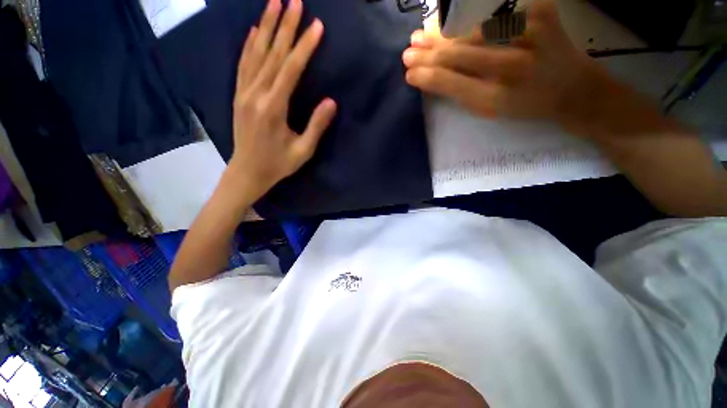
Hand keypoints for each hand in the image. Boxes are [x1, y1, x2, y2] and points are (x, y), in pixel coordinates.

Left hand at [228, 0, 336, 199]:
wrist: (248, 171)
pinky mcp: (238, 95)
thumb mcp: (303, 150)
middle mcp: (256, 94)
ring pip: (255, 53)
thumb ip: (316, 126)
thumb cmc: (278, 164)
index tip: (316, 26)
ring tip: (273, 3)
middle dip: (285, 26)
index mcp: (273, 108)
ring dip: (265, 27)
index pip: (291, 70)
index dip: (304, 47)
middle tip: (294, 1)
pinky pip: (243, 64)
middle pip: (272, 54)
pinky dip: (248, 45)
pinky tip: (252, 31)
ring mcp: (243, 92)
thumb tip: (331, 102)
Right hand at [402, 0, 606, 132]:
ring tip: (421, 36)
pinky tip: (449, 23)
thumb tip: (429, 76)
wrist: (572, 88)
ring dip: (441, 33)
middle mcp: (513, 65)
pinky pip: (493, 10)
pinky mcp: (540, 9)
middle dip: (428, 52)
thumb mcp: (489, 110)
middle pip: (458, 53)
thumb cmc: (524, 104)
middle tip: (408, 52)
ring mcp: (529, 32)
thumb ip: (459, 92)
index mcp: (497, 97)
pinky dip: (467, 16)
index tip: (408, 73)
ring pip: (471, 28)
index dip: (426, 76)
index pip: (451, 82)